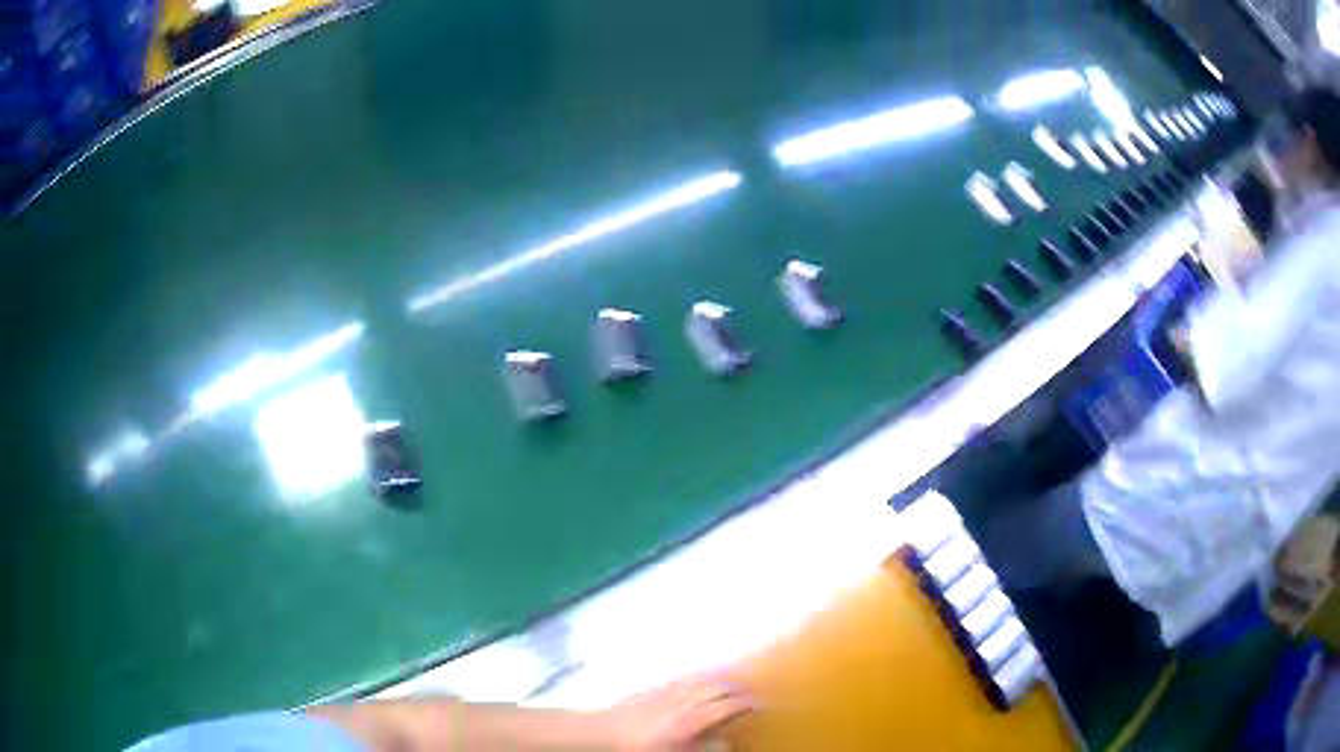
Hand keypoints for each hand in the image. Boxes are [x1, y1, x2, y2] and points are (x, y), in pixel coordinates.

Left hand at [598, 677, 753, 751]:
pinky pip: (679, 680)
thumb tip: (728, 743)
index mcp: (692, 719)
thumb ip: (705, 749)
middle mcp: (682, 702)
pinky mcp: (649, 691)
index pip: (726, 707)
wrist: (601, 734)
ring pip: (698, 681)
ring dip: (717, 679)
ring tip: (731, 680)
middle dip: (735, 689)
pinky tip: (696, 681)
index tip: (761, 704)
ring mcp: (665, 693)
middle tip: (750, 692)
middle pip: (714, 689)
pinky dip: (695, 678)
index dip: (745, 705)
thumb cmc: (640, 750)